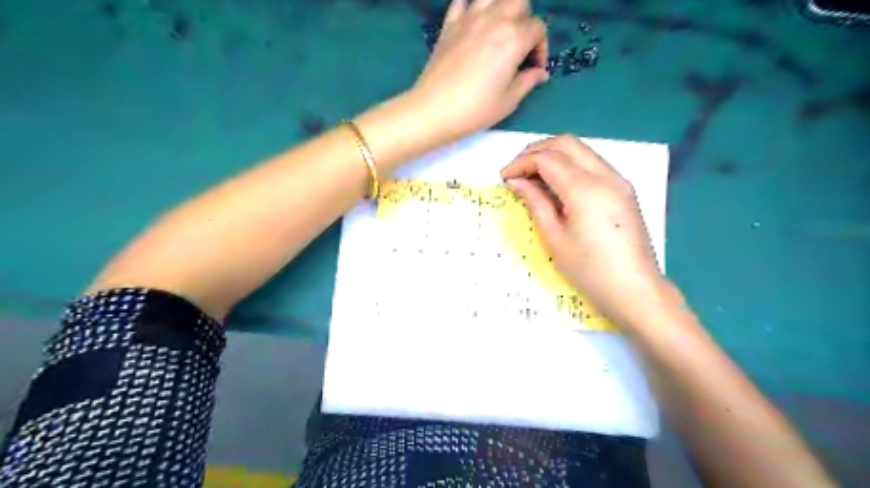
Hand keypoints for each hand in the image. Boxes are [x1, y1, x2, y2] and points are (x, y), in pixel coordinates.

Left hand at [412, 1, 545, 138]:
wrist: (434, 109)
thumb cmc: (475, 109)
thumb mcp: (508, 101)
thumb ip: (528, 81)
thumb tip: (539, 73)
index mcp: (514, 38)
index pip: (538, 29)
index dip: (541, 49)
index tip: (533, 69)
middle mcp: (494, 19)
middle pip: (519, 3)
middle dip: (525, 22)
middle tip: (519, 48)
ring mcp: (469, 18)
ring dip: (502, 9)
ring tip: (499, 32)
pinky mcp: (449, 24)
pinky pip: (463, 1)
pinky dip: (471, 7)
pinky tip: (473, 24)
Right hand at [500, 133, 667, 326]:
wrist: (635, 290)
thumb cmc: (589, 270)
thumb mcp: (554, 238)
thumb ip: (535, 202)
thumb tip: (516, 181)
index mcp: (585, 189)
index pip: (547, 158)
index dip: (521, 163)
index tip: (504, 178)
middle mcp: (605, 175)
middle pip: (566, 143)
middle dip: (536, 150)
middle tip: (517, 171)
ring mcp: (618, 180)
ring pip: (581, 150)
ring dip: (553, 155)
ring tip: (532, 177)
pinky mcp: (623, 189)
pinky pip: (592, 163)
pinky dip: (569, 165)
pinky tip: (556, 184)